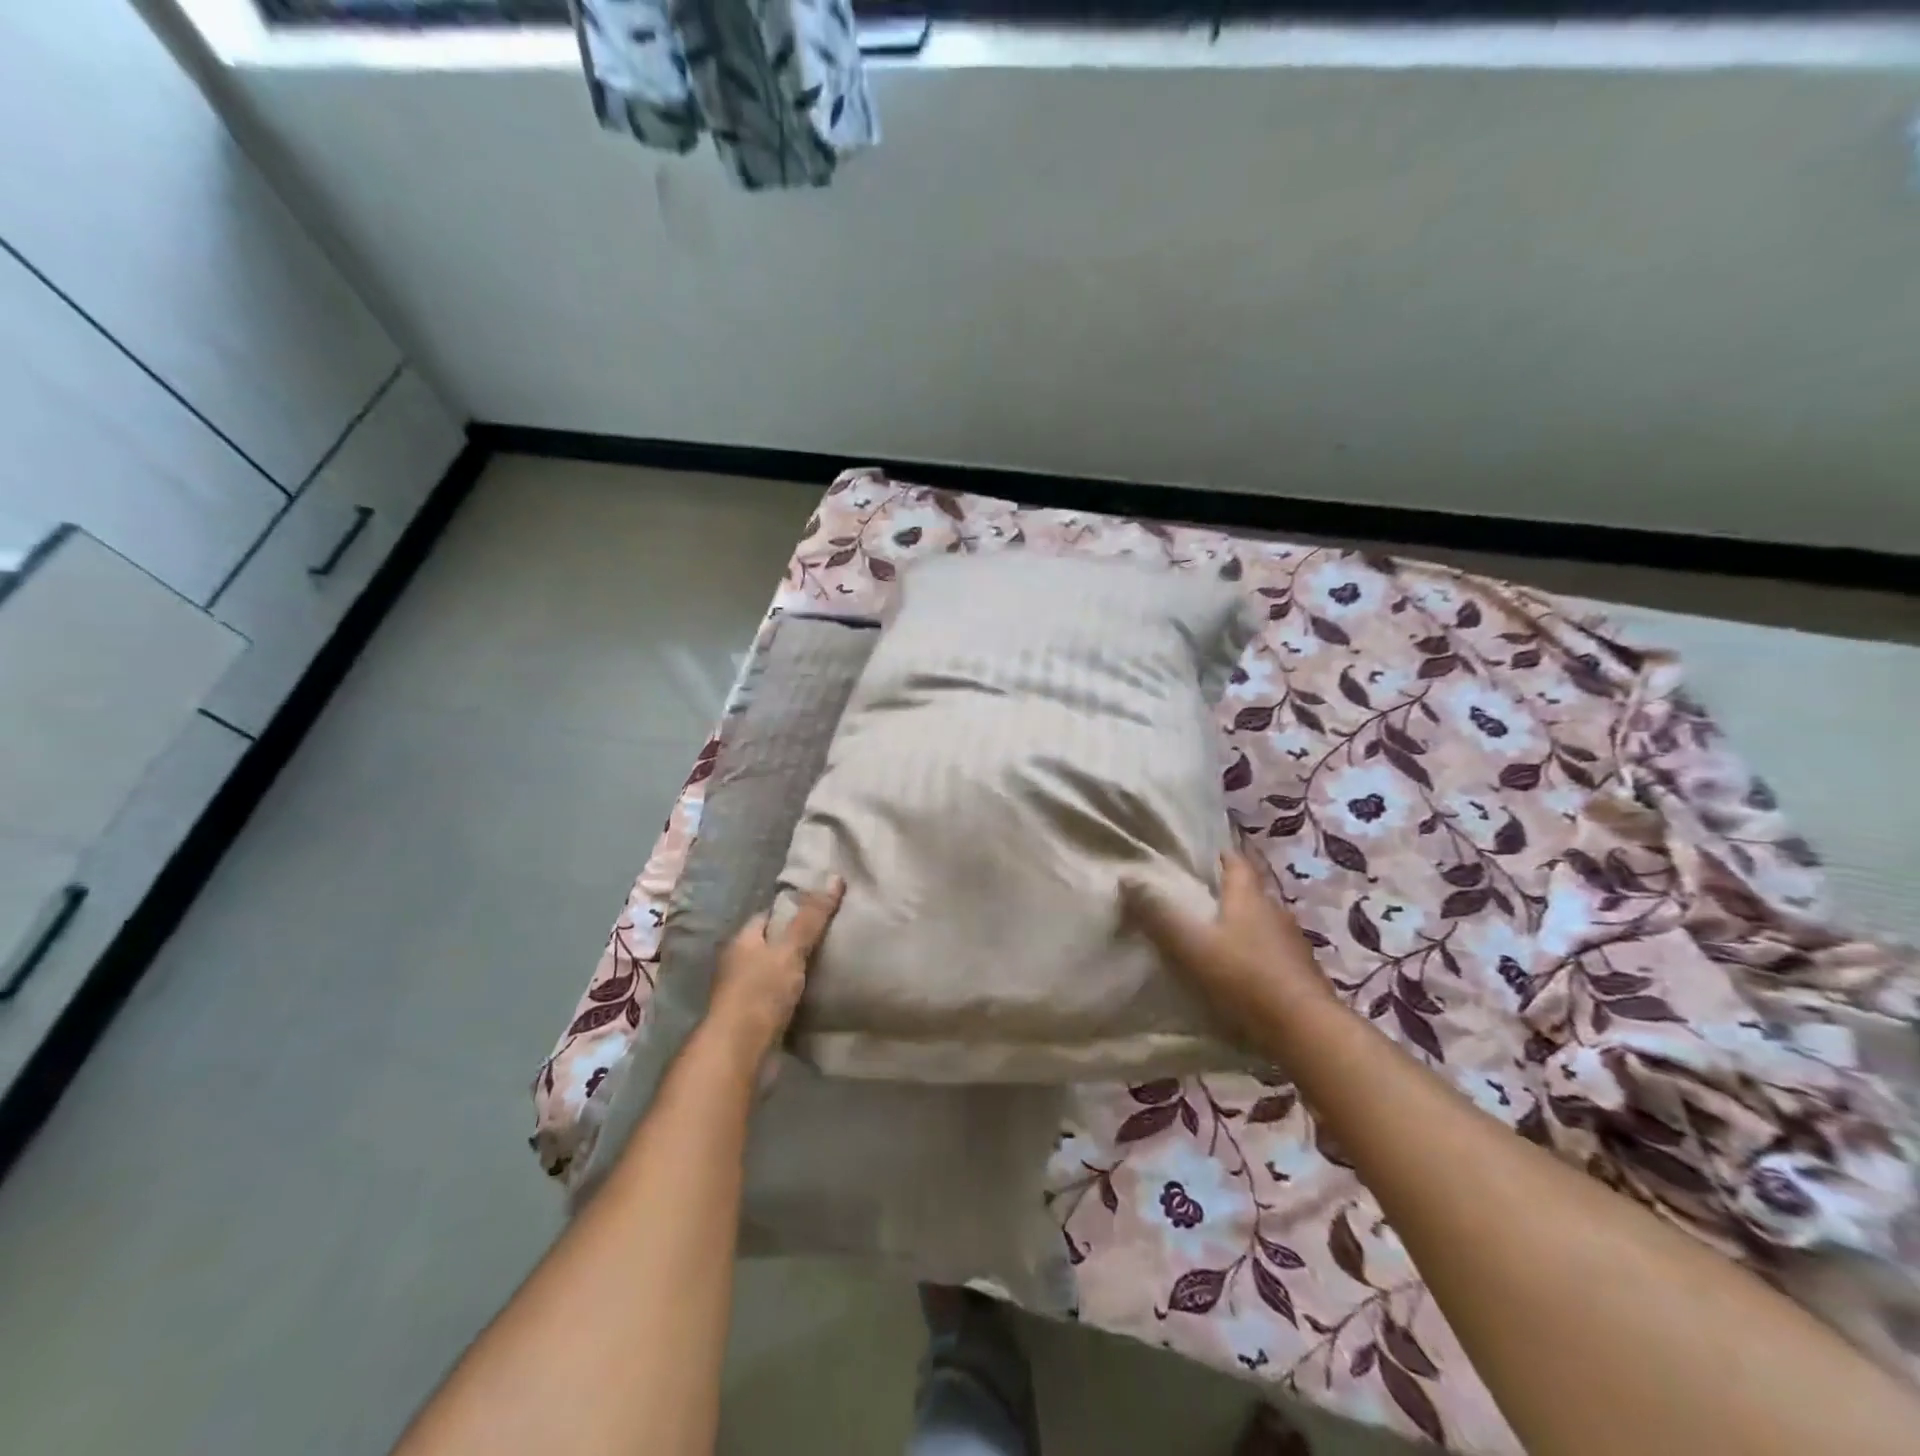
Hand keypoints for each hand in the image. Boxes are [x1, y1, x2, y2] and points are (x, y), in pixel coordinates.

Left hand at [707, 878, 844, 1058]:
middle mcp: (741, 964)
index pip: (770, 915)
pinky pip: (784, 998)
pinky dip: (801, 995)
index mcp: (743, 941)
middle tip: (838, 933)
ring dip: (801, 970)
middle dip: (801, 939)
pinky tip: (823, 993)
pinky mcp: (759, 1020)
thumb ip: (812, 918)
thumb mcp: (790, 949)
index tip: (825, 906)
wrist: (740, 1054)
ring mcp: (748, 994)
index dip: (795, 908)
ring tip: (837, 960)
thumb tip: (835, 878)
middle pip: (775, 944)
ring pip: (780, 973)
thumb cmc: (760, 993)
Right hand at [1122, 852, 1332, 1031]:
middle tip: (1194, 897)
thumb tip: (1127, 878)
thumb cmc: (1245, 977)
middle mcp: (1275, 912)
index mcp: (1249, 897)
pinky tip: (1237, 971)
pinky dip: (1252, 955)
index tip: (1198, 856)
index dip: (1218, 855)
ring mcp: (1291, 945)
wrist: (1306, 1031)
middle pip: (1248, 893)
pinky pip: (1270, 954)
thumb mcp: (1191, 945)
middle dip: (1224, 893)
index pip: (1236, 862)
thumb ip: (1158, 914)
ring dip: (1239, 926)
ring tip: (1211, 936)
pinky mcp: (1300, 975)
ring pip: (1260, 924)